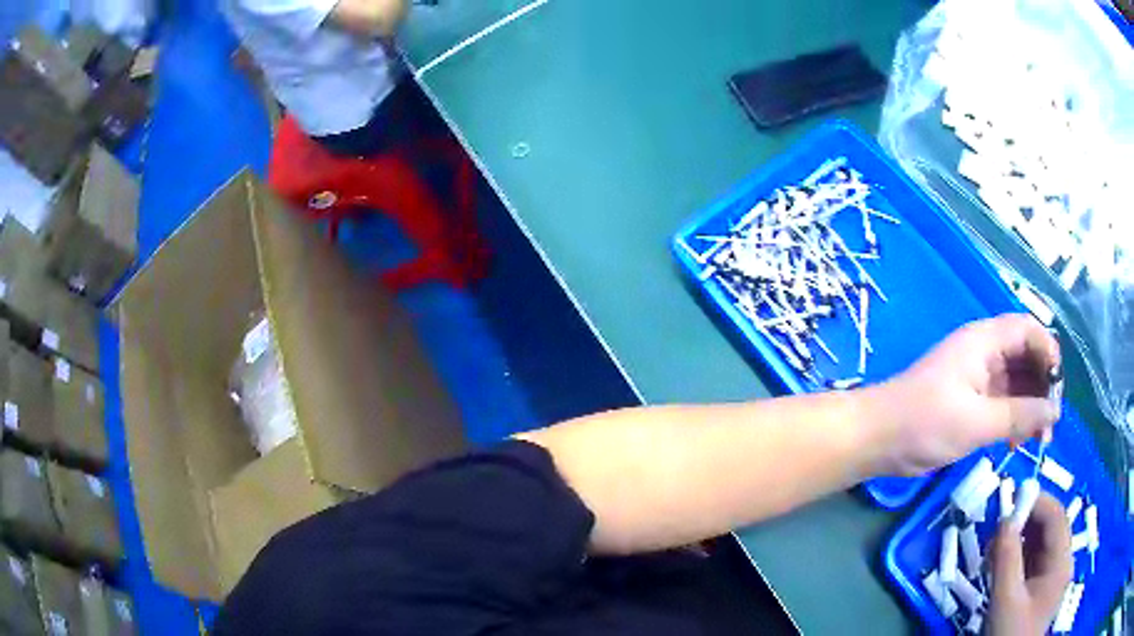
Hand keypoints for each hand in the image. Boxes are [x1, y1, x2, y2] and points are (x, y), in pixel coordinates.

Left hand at [869, 314, 1060, 475]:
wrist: (875, 439)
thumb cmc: (925, 424)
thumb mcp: (977, 422)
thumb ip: (1019, 415)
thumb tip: (1055, 411)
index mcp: (984, 340)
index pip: (1028, 329)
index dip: (1048, 352)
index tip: (1058, 388)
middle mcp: (983, 351)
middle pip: (1026, 356)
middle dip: (1043, 385)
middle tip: (1050, 424)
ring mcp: (976, 376)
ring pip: (1016, 382)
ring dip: (1031, 406)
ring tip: (1039, 439)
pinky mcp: (970, 401)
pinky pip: (1002, 401)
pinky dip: (1014, 417)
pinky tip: (1018, 442)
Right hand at [988, 494, 1072, 635]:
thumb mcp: (1005, 602)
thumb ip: (1006, 559)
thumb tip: (1004, 519)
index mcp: (1061, 562)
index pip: (1056, 517)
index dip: (1037, 502)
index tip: (1010, 502)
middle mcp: (1062, 562)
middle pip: (1050, 528)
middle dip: (1025, 522)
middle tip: (997, 529)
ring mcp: (1052, 576)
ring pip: (1041, 545)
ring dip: (1020, 540)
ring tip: (994, 549)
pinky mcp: (1041, 588)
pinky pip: (1034, 562)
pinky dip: (1018, 558)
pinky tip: (1000, 565)